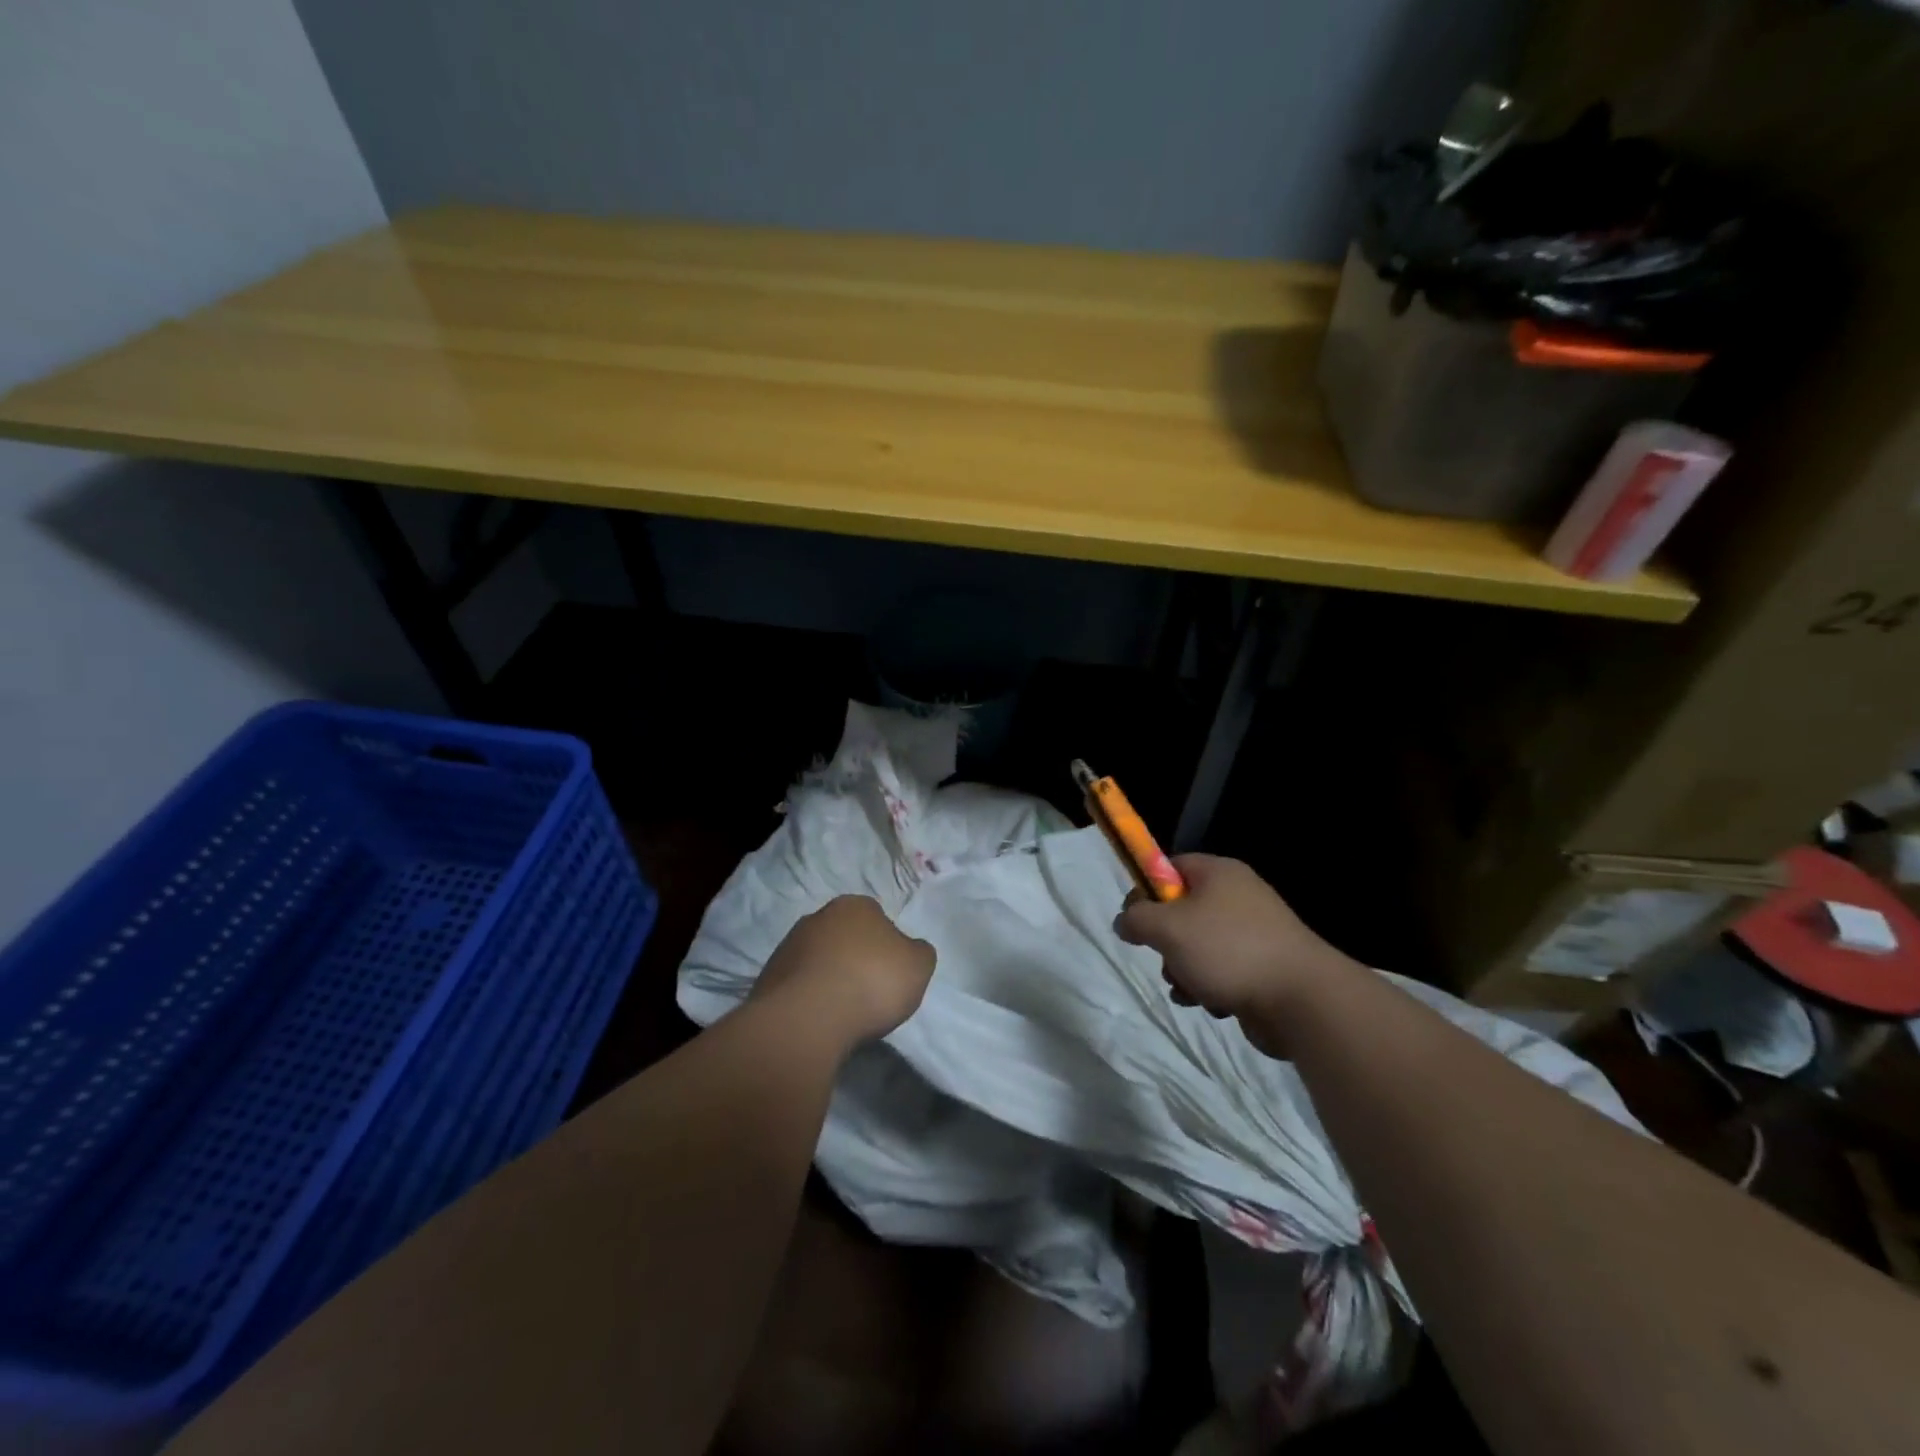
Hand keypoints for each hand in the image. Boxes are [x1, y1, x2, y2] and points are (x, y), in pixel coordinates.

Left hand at [751, 896, 935, 1048]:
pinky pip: (797, 986)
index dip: (886, 945)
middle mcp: (818, 917)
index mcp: (855, 905)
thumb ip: (918, 952)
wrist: (808, 1019)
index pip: (877, 918)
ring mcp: (788, 946)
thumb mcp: (919, 966)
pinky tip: (818, 1020)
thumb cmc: (872, 982)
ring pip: (818, 960)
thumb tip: (908, 950)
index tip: (890, 973)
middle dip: (854, 958)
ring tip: (842, 1012)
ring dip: (828, 978)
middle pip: (844, 937)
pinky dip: (808, 999)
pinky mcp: (767, 978)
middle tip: (868, 991)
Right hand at [1114, 855, 1359, 1058]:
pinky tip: (1211, 1003)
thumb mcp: (1168, 928)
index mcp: (1218, 873)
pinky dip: (1209, 987)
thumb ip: (1137, 918)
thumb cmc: (1229, 950)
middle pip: (1181, 910)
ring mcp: (1254, 933)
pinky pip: (1221, 970)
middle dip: (1165, 940)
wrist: (1302, 1001)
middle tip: (1165, 956)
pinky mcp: (1263, 967)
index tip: (1135, 918)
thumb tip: (1124, 921)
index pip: (1170, 867)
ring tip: (1189, 988)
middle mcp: (1237, 896)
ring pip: (1197, 946)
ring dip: (1183, 969)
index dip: (1147, 890)